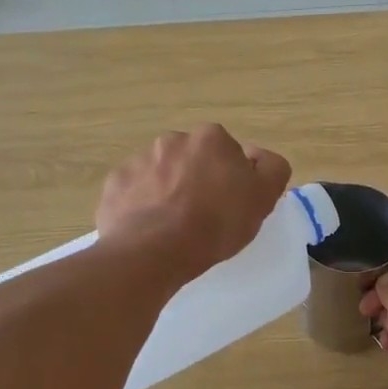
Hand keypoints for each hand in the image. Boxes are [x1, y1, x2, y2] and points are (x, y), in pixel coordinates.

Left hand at [96, 125, 290, 284]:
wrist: (154, 250)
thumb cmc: (216, 223)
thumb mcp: (263, 197)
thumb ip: (272, 168)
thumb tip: (259, 157)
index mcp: (211, 138)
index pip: (229, 153)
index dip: (233, 179)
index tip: (232, 205)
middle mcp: (173, 140)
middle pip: (193, 160)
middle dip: (198, 180)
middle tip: (204, 216)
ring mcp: (139, 160)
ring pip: (162, 174)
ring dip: (169, 191)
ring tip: (174, 227)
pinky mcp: (115, 184)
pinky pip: (134, 192)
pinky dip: (142, 206)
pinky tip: (150, 230)